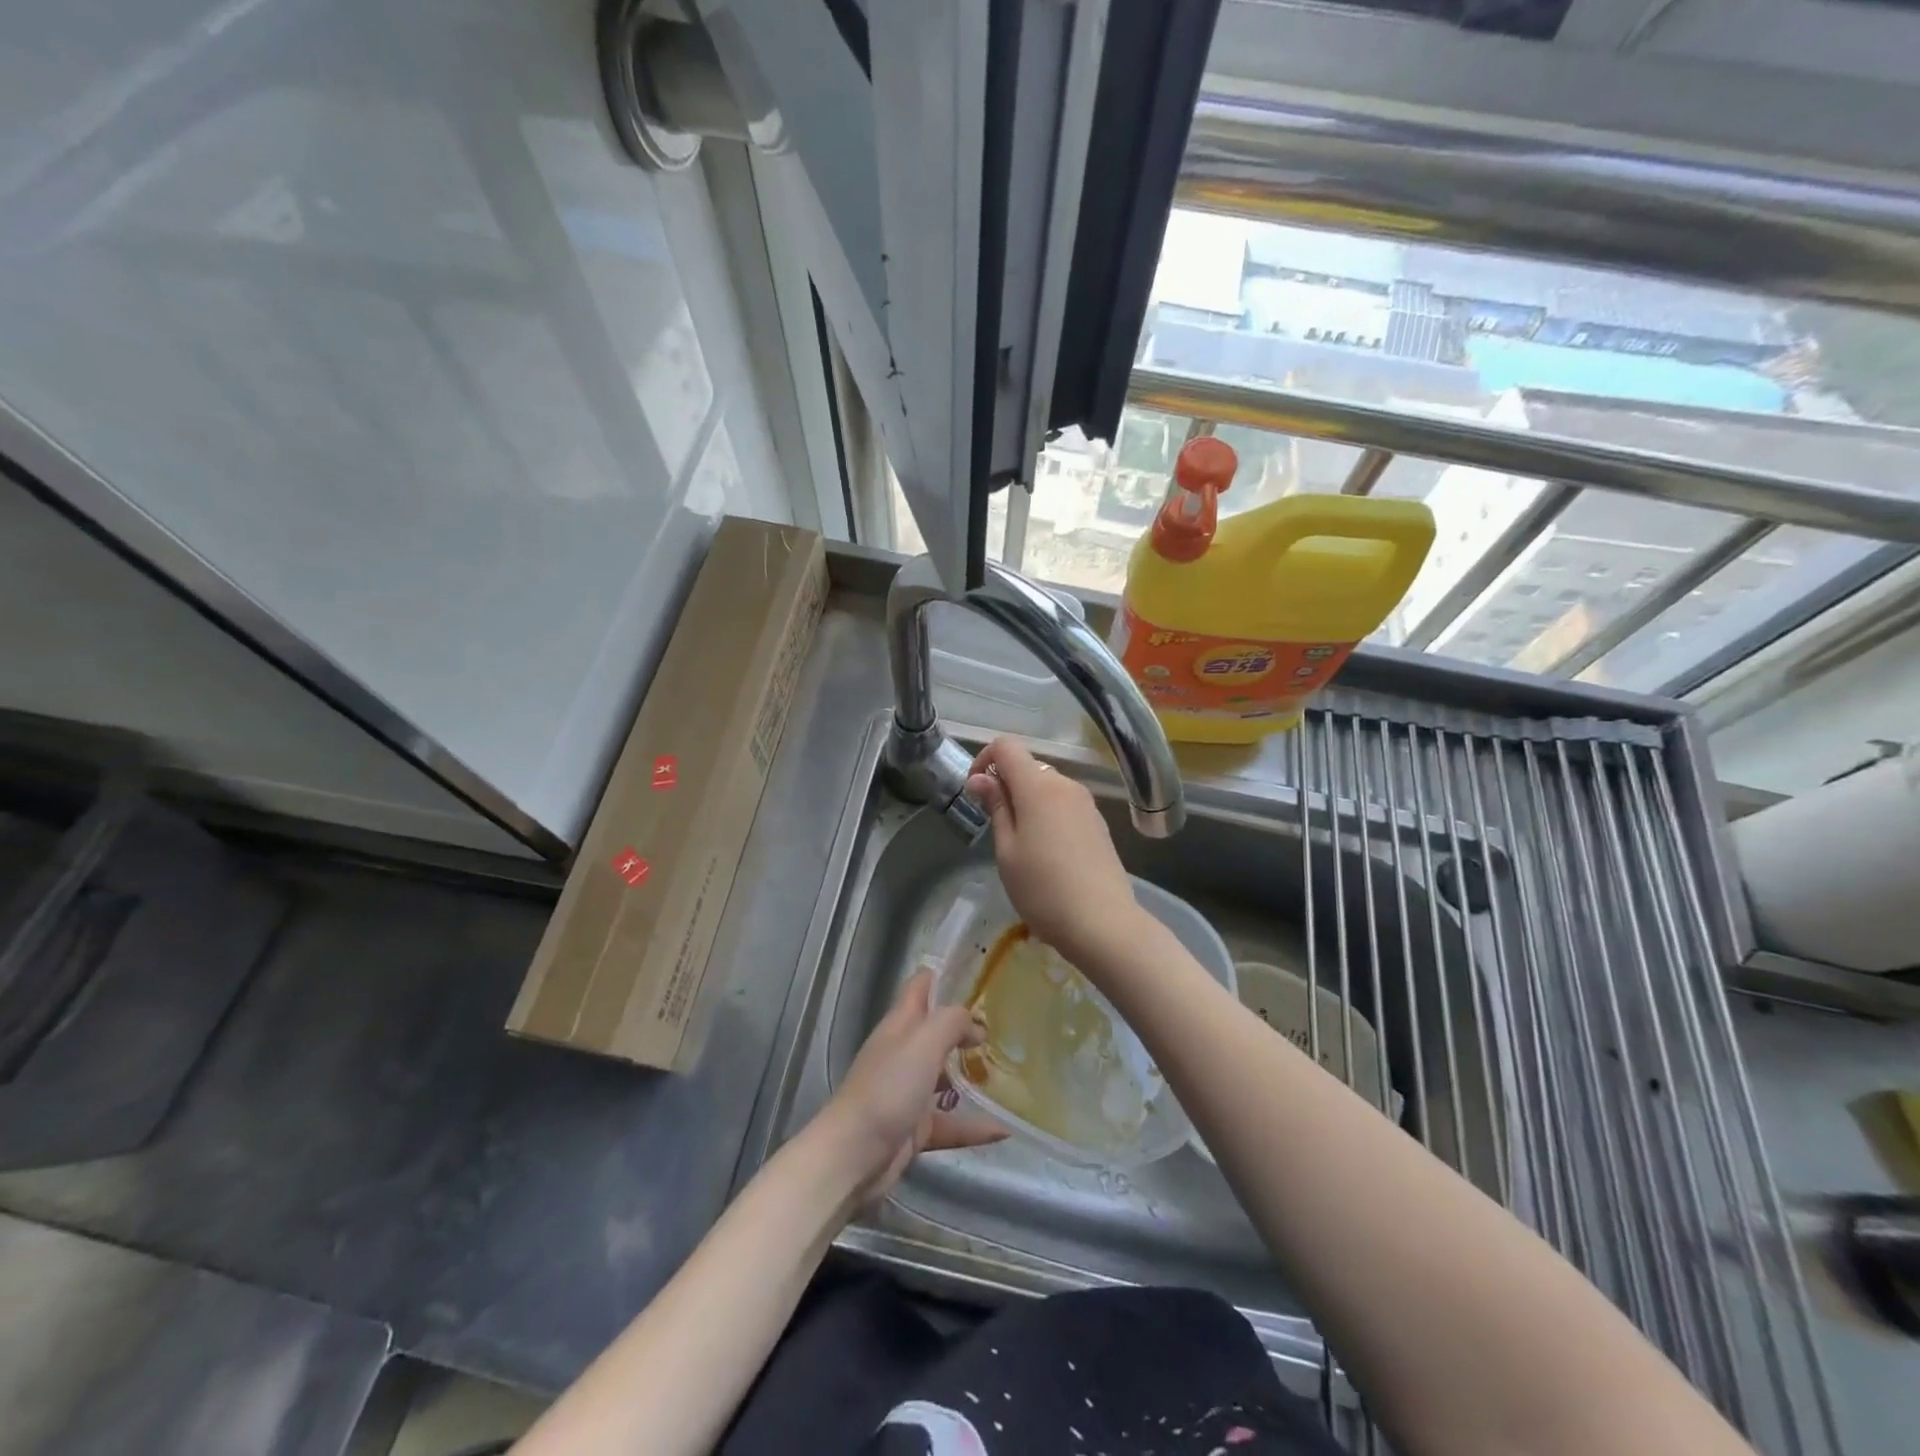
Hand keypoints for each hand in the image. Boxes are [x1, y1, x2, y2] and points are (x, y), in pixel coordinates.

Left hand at [809, 970, 1005, 1205]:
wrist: (854, 1156)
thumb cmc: (888, 1088)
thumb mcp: (924, 1042)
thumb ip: (952, 1022)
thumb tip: (975, 1025)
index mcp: (900, 1025)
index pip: (921, 987)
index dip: (946, 977)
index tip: (981, 977)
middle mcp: (903, 1053)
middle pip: (935, 1031)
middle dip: (966, 1029)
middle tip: (1004, 1028)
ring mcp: (907, 1092)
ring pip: (944, 1077)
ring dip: (971, 1075)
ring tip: (1007, 1073)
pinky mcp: (914, 1128)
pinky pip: (950, 1122)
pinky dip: (974, 1126)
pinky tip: (1002, 1130)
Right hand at [965, 738, 1145, 966]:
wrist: (1102, 923)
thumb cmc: (1043, 889)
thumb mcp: (1007, 850)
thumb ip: (995, 807)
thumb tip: (979, 778)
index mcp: (1038, 786)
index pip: (1006, 746)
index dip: (985, 760)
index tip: (976, 792)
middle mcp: (1065, 785)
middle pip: (1028, 766)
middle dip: (1006, 785)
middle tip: (994, 826)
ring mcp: (1086, 803)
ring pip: (1047, 786)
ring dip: (1027, 801)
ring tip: (1020, 844)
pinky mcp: (1098, 822)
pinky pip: (1064, 804)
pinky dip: (1047, 814)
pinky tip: (1047, 853)